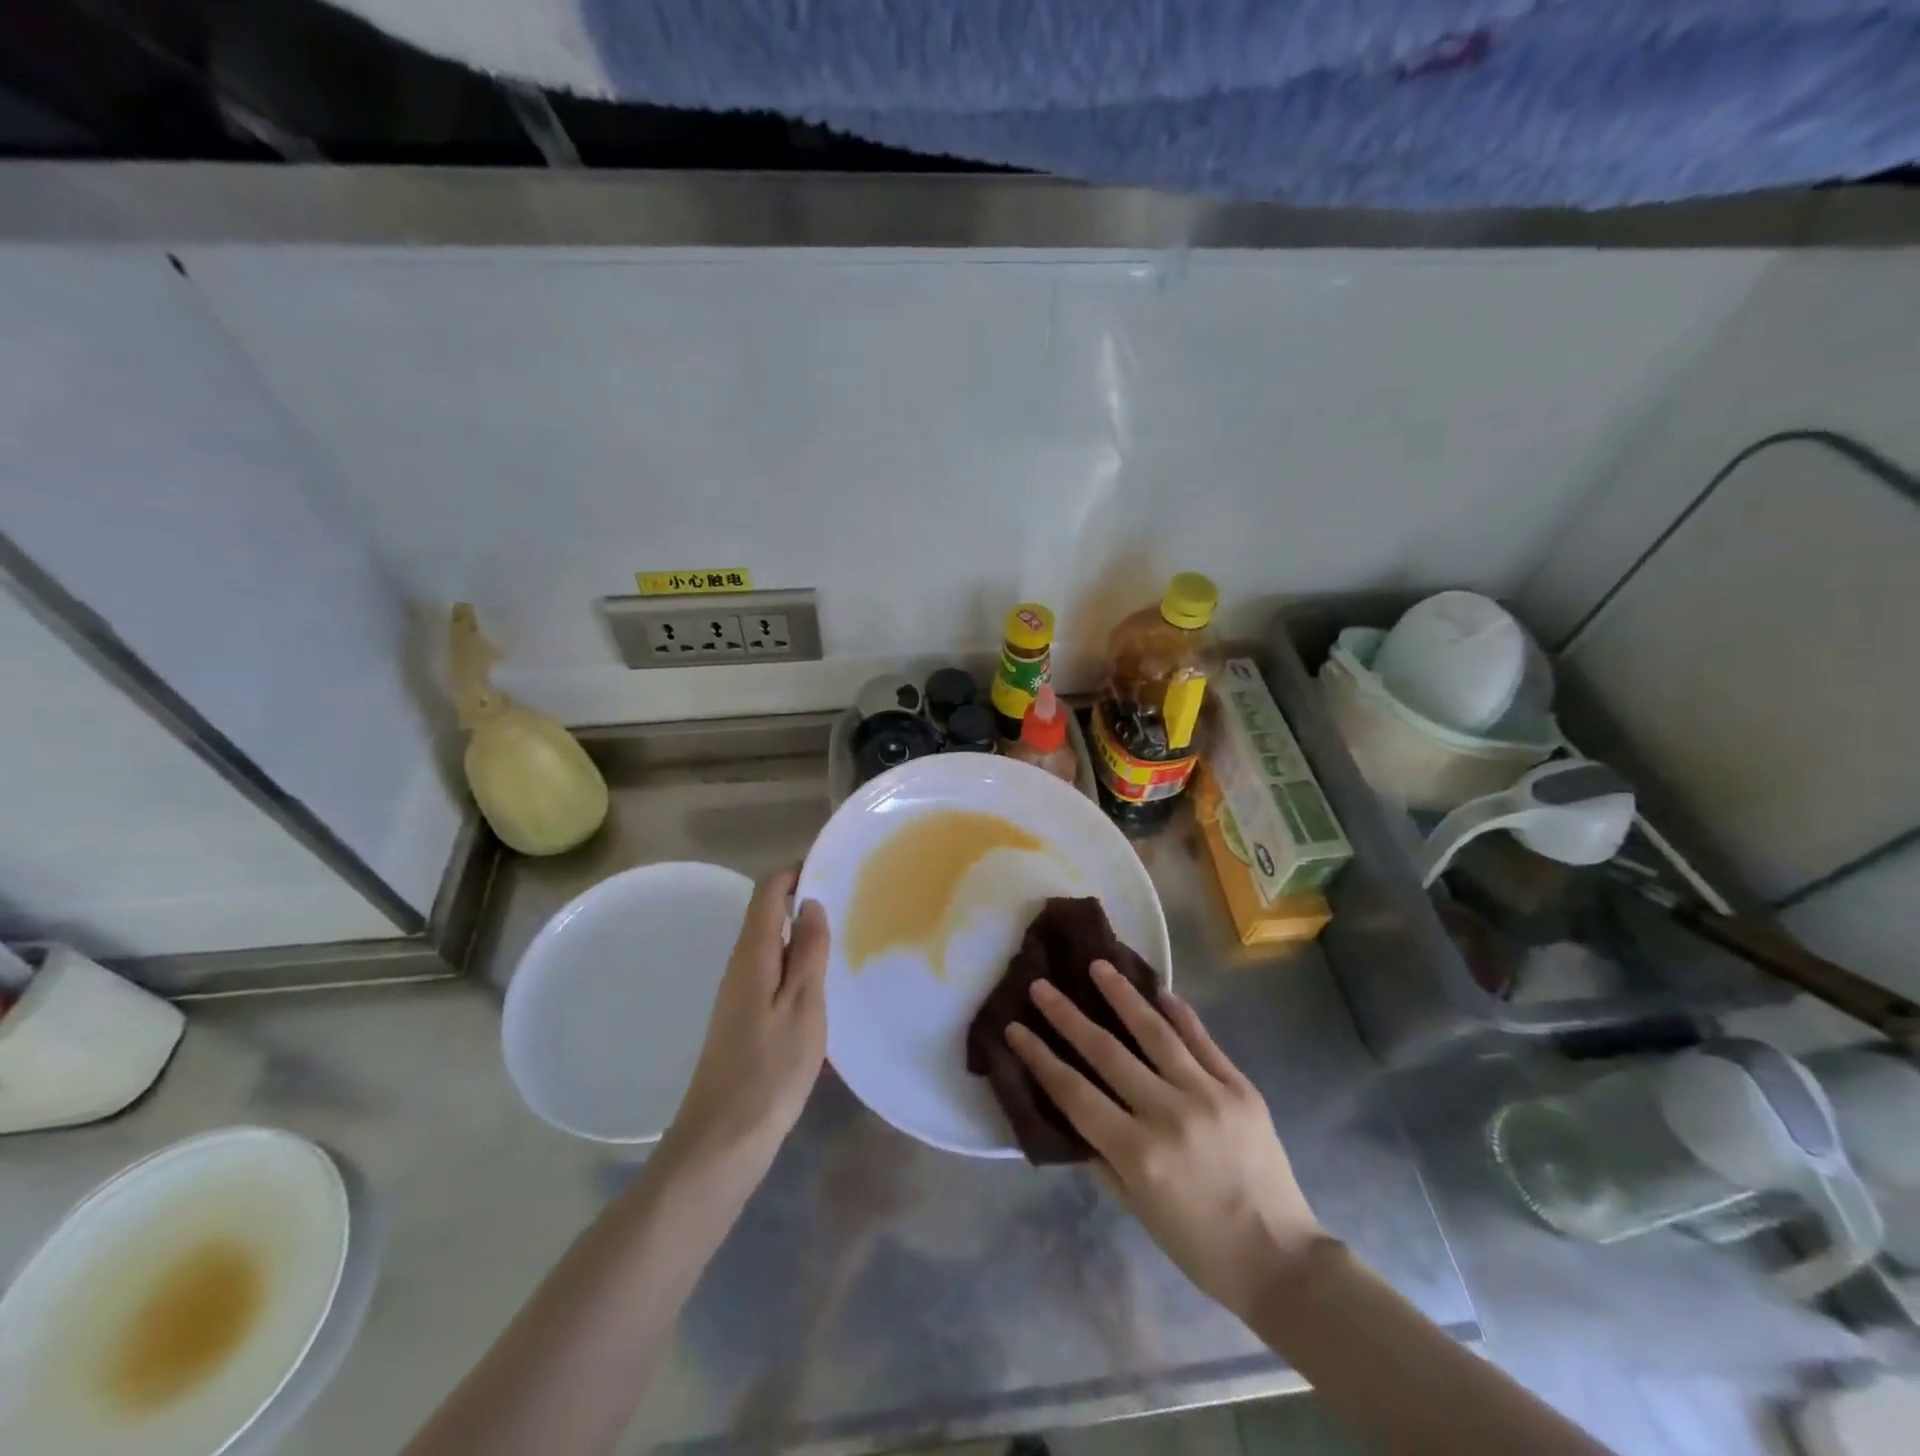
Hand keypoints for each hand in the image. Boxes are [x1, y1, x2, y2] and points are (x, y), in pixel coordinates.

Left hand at [661, 869, 829, 1171]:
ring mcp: (737, 997)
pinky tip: (820, 984)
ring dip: (800, 935)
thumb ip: (808, 953)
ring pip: (769, 947)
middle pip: (766, 917)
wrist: (721, 1142)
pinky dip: (795, 965)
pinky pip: (770, 974)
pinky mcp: (742, 1022)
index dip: (794, 873)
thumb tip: (810, 905)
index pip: (767, 893)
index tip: (830, 867)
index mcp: (752, 956)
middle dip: (801, 901)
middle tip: (848, 900)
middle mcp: (739, 968)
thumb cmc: (769, 1070)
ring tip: (842, 936)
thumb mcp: (803, 1007)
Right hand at [1006, 963, 1322, 1318]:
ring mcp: (1209, 1094)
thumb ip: (1102, 1155)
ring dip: (1122, 995)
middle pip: (1107, 1052)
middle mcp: (1169, 1114)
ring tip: (1098, 965)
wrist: (1282, 1261)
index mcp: (1138, 1153)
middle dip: (1067, 1015)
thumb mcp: (1136, 1208)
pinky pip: (1202, 1039)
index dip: (1040, 1058)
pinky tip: (1157, 989)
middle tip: (1041, 985)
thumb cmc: (1198, 1244)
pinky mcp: (1240, 1087)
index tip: (1015, 1027)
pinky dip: (1178, 1012)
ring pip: (1155, 1031)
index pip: (1075, 1093)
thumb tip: (1075, 1109)